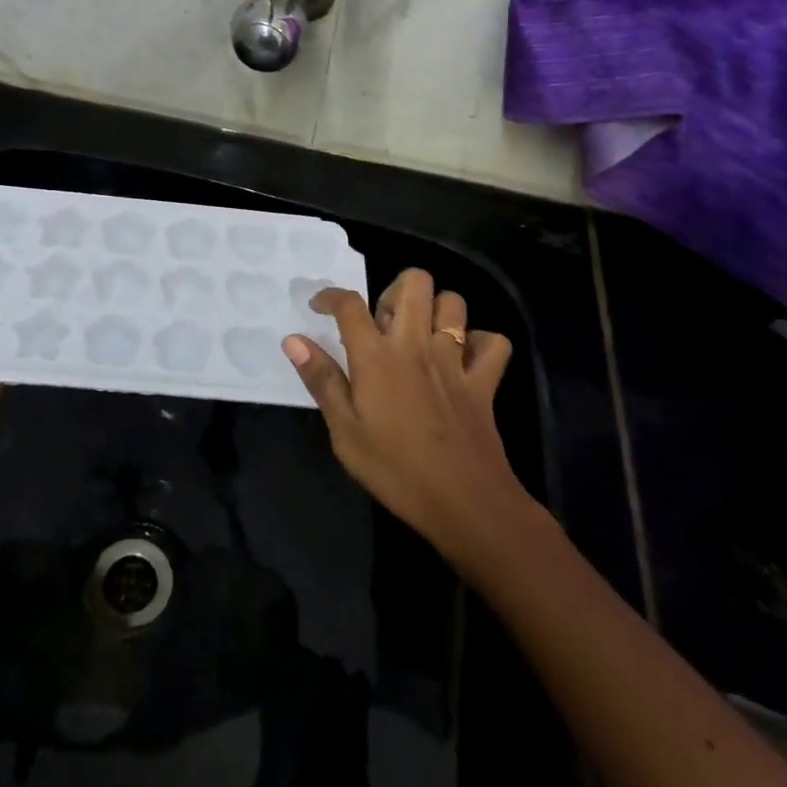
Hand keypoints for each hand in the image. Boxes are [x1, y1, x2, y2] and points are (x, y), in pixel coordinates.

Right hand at [284, 269, 528, 561]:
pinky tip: (463, 358)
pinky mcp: (484, 381)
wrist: (466, 503)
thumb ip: (322, 380)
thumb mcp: (345, 432)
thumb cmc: (395, 471)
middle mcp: (416, 345)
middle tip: (383, 321)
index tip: (320, 306)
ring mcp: (455, 360)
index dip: (330, 296)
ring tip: (420, 334)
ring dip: (436, 309)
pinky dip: (479, 342)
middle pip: (414, 282)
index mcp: (376, 357)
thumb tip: (293, 340)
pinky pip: (493, 342)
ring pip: (454, 302)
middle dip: (395, 289)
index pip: (350, 304)